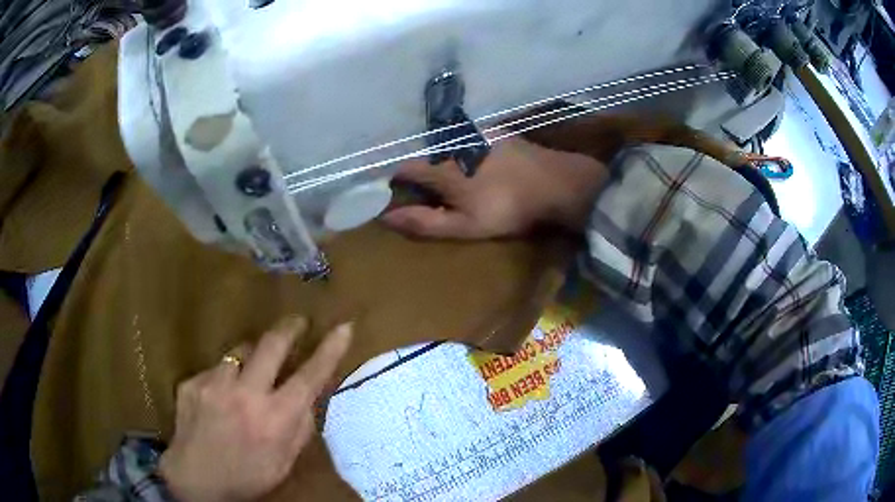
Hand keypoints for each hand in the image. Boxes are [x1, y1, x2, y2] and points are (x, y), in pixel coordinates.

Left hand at [159, 318, 352, 501]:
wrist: (196, 480)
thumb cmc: (248, 477)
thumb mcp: (285, 461)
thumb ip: (300, 426)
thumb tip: (308, 396)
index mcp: (275, 419)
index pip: (310, 376)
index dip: (330, 350)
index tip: (343, 327)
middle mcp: (246, 394)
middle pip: (272, 344)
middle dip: (289, 328)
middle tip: (298, 322)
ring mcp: (214, 384)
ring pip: (239, 351)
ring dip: (251, 357)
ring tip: (249, 375)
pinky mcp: (192, 383)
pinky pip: (215, 369)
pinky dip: (223, 378)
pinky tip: (219, 399)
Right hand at [382, 137, 608, 238]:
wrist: (554, 184)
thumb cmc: (507, 208)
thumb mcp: (464, 225)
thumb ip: (424, 221)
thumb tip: (386, 217)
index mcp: (441, 168)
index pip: (404, 168)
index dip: (395, 180)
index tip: (396, 192)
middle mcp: (452, 145)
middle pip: (424, 154)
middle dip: (420, 169)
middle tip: (426, 188)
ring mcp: (475, 134)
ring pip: (446, 144)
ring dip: (441, 156)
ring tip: (451, 174)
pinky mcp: (495, 131)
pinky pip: (468, 137)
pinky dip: (462, 147)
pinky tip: (476, 159)